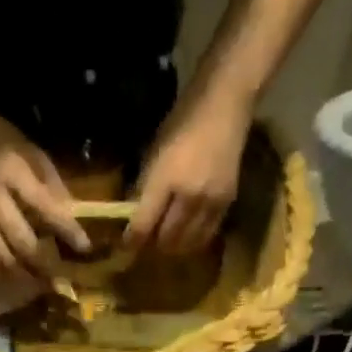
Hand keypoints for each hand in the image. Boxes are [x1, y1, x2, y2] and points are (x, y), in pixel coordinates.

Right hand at [0, 106, 88, 279]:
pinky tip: (6, 276)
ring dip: (21, 272)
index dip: (66, 228)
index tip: (84, 246)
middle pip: (20, 238)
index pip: (44, 205)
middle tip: (60, 279)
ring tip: (38, 283)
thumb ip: (50, 181)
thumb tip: (71, 215)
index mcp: (11, 169)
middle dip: (43, 262)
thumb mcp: (29, 149)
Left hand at [125, 90, 250, 256]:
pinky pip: (205, 236)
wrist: (225, 105)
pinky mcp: (226, 204)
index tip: (125, 246)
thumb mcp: (155, 151)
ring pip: (186, 244)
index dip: (131, 241)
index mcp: (165, 179)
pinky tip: (186, 234)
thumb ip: (144, 186)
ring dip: (173, 246)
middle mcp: (188, 197)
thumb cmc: (183, 122)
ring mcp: (209, 203)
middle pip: (165, 240)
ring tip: (166, 240)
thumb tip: (133, 216)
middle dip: (152, 245)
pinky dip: (192, 241)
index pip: (143, 225)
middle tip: (147, 241)